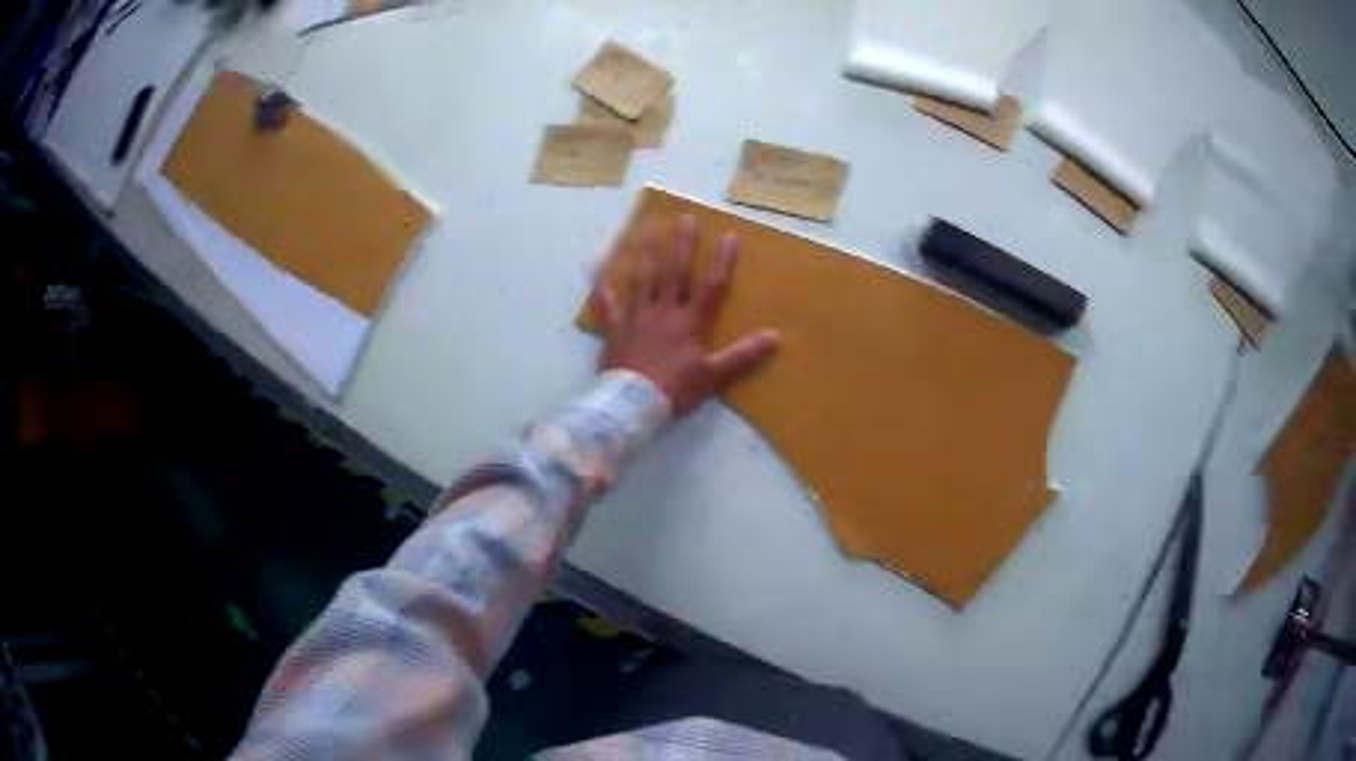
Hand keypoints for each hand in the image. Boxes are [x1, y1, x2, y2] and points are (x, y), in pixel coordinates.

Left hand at [589, 213, 778, 415]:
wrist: (631, 405)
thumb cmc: (675, 390)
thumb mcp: (714, 376)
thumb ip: (743, 355)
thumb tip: (775, 336)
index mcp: (690, 322)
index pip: (711, 286)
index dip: (721, 261)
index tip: (728, 235)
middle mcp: (663, 312)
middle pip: (674, 273)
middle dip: (681, 245)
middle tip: (684, 218)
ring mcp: (636, 318)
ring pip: (642, 279)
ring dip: (645, 254)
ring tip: (647, 230)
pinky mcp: (615, 330)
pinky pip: (607, 305)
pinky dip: (601, 288)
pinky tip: (595, 270)